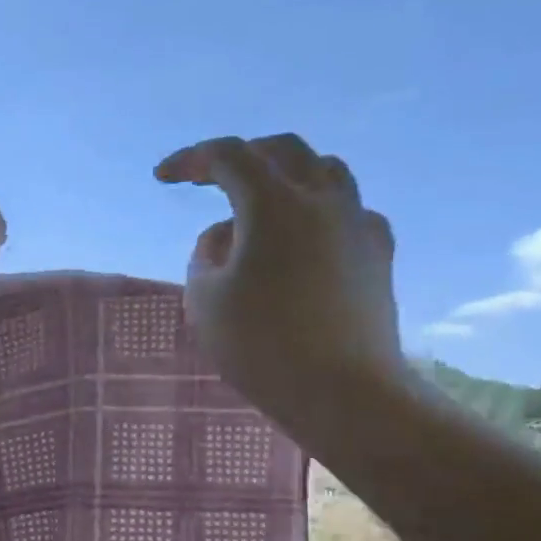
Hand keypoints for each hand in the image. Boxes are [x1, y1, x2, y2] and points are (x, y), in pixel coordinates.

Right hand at [157, 134, 406, 440]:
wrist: (342, 390)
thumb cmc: (260, 343)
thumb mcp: (204, 298)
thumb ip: (206, 254)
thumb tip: (228, 235)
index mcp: (274, 205)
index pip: (229, 156)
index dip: (192, 159)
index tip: (163, 177)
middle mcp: (322, 200)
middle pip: (283, 150)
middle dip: (240, 156)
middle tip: (208, 178)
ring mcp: (358, 223)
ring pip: (324, 171)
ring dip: (284, 176)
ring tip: (257, 202)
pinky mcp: (378, 252)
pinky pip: (345, 210)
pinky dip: (315, 211)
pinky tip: (301, 240)